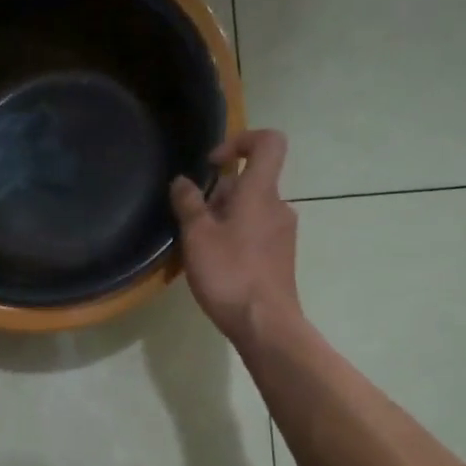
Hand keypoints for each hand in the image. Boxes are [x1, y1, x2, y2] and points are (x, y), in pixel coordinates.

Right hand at [171, 129, 300, 345]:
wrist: (265, 324)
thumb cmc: (230, 274)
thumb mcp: (197, 236)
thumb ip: (188, 203)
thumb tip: (183, 181)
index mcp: (261, 193)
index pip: (268, 143)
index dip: (240, 141)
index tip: (212, 164)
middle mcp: (278, 206)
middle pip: (249, 182)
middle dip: (217, 194)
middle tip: (192, 222)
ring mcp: (282, 233)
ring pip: (250, 210)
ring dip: (223, 219)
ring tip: (199, 248)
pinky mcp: (280, 256)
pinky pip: (255, 232)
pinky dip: (234, 238)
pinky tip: (215, 265)